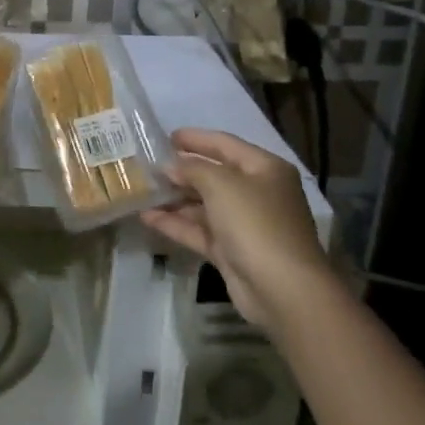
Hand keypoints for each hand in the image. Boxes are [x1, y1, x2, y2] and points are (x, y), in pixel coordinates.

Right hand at [140, 129, 331, 330]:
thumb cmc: (255, 223)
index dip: (196, 139)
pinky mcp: (230, 250)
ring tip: (142, 190)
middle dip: (182, 170)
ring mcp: (243, 224)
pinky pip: (199, 230)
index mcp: (264, 169)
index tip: (165, 136)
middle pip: (214, 175)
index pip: (225, 144)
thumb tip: (169, 166)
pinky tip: (147, 217)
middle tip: (148, 164)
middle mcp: (256, 193)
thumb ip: (192, 169)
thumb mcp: (221, 185)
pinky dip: (175, 223)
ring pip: (203, 204)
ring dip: (175, 198)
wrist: (281, 288)